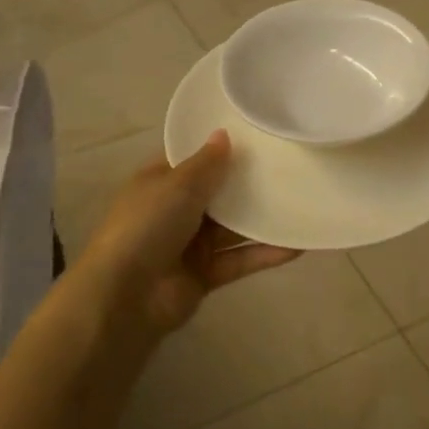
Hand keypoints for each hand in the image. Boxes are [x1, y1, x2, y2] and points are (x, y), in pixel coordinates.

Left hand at [74, 131, 300, 337]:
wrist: (126, 296)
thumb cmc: (147, 226)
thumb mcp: (177, 185)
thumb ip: (206, 163)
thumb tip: (224, 134)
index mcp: (160, 182)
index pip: (192, 158)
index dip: (220, 146)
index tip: (257, 133)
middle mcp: (176, 209)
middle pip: (219, 191)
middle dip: (249, 181)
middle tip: (291, 163)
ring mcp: (191, 243)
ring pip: (234, 226)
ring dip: (263, 219)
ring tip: (302, 202)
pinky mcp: (206, 273)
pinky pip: (240, 259)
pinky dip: (265, 254)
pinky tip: (297, 247)